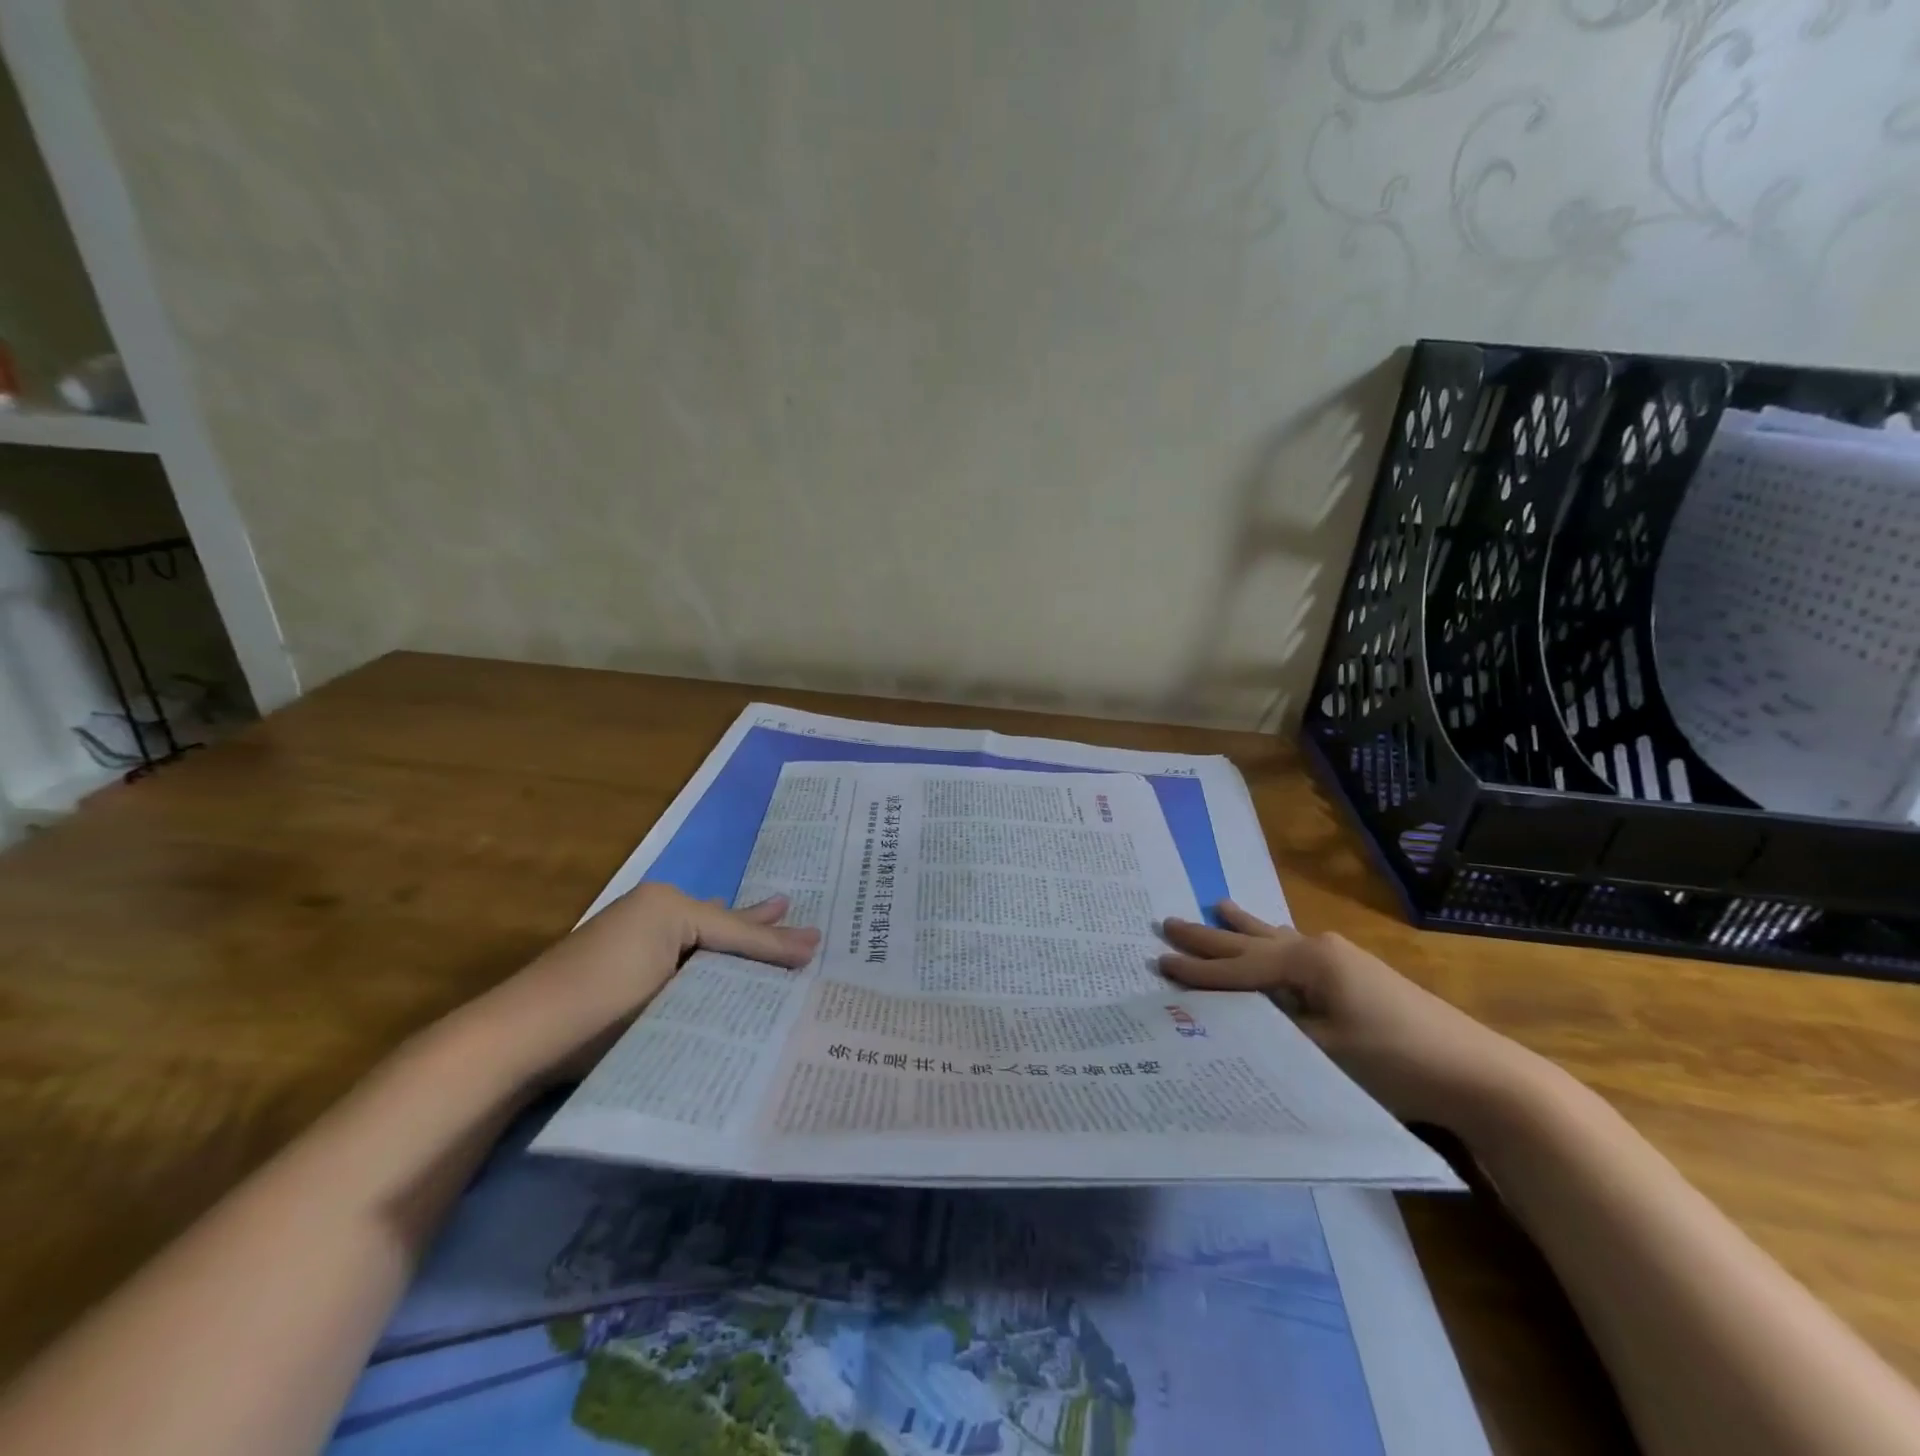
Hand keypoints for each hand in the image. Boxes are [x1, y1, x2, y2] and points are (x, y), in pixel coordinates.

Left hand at [457, 882, 819, 1086]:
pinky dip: (709, 958)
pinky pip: (682, 953)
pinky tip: (722, 958)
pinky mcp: (623, 962)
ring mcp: (635, 935)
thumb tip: (804, 949)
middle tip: (798, 915)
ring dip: (737, 941)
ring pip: (703, 937)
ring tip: (773, 917)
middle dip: (760, 925)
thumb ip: (741, 960)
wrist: (515, 1040)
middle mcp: (654, 910)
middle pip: (721, 922)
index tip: (818, 947)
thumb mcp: (677, 982)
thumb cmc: (603, 1002)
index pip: (736, 925)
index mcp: (668, 904)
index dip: (777, 940)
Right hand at [1159, 902, 1543, 1128]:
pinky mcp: (1355, 975)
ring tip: (1217, 905)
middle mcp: (1319, 949)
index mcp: (1308, 962)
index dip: (1199, 969)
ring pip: (1275, 939)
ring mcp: (1340, 959)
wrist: (1478, 1073)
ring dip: (1243, 929)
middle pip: (1251, 942)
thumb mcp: (1323, 1049)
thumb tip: (1231, 1018)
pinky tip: (1273, 936)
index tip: (1159, 961)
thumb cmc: (1395, 1060)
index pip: (1239, 967)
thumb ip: (1273, 1027)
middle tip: (1170, 921)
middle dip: (1210, 936)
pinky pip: (1295, 949)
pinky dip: (1271, 943)